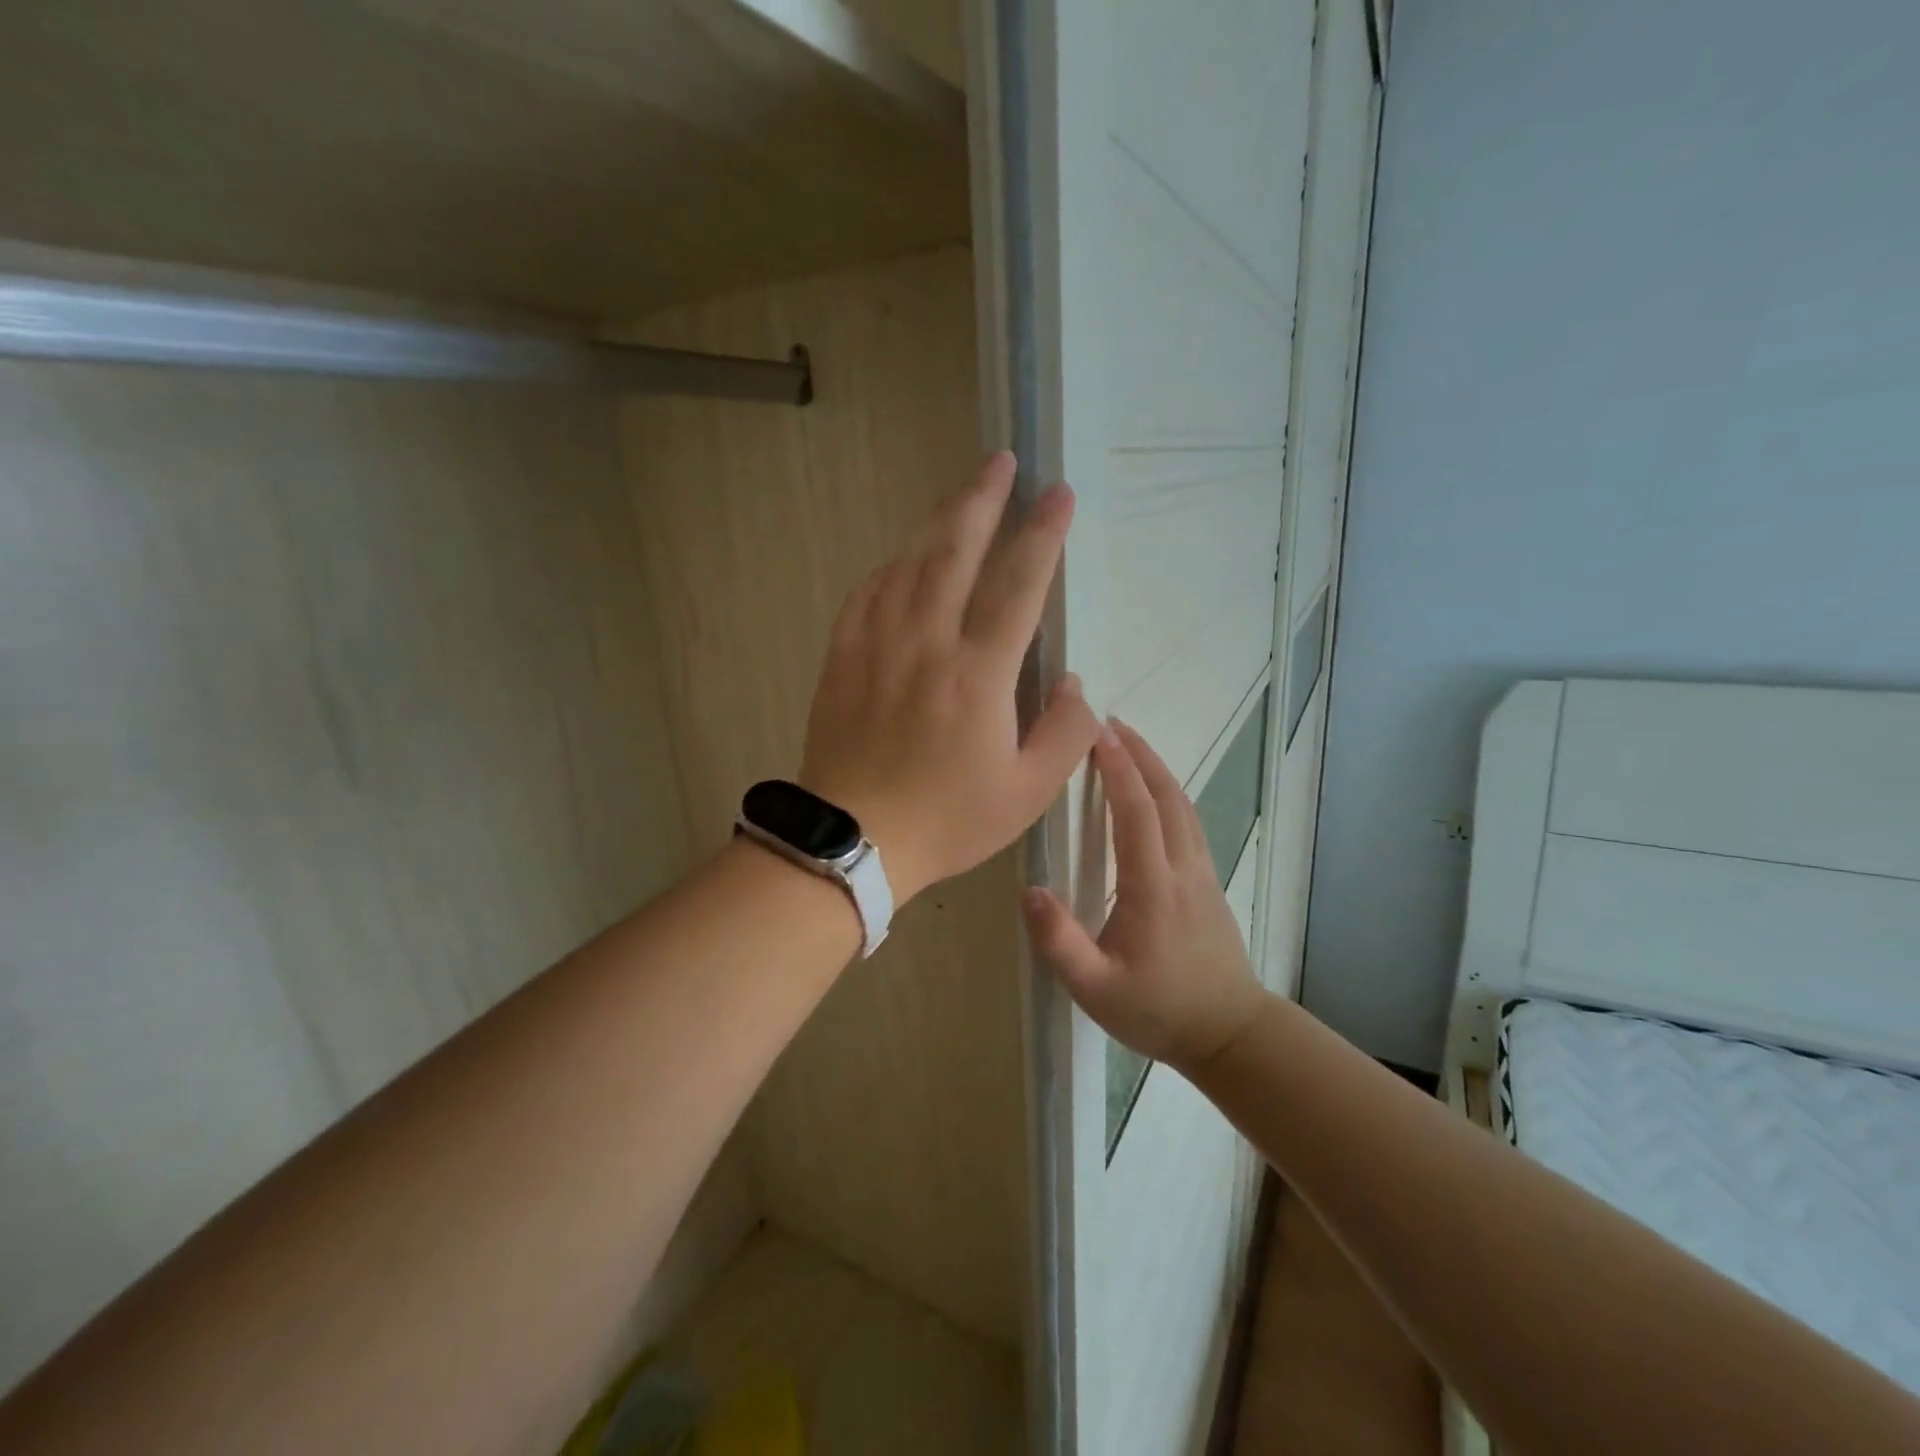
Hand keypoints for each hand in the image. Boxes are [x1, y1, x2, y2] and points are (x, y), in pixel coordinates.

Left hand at [798, 452, 1101, 902]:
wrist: (854, 839)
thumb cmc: (947, 819)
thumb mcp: (1027, 793)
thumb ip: (1065, 735)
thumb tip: (1078, 685)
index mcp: (978, 674)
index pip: (1018, 584)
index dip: (1043, 534)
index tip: (1059, 494)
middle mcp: (927, 642)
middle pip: (955, 551)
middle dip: (982, 499)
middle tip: (1001, 461)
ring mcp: (877, 644)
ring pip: (909, 563)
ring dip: (939, 522)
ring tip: (962, 496)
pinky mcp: (842, 656)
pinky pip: (868, 592)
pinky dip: (892, 567)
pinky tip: (904, 559)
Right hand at [1023, 721, 1268, 1072]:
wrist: (1229, 1033)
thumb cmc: (1157, 1011)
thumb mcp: (1095, 990)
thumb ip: (1060, 943)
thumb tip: (1029, 890)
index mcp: (1153, 887)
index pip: (1136, 812)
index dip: (1117, 768)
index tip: (1095, 732)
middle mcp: (1182, 868)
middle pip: (1166, 795)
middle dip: (1138, 754)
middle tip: (1108, 723)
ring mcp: (1202, 872)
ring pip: (1183, 805)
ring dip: (1156, 768)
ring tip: (1128, 744)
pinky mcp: (1208, 881)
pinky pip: (1189, 821)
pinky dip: (1169, 792)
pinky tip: (1154, 791)